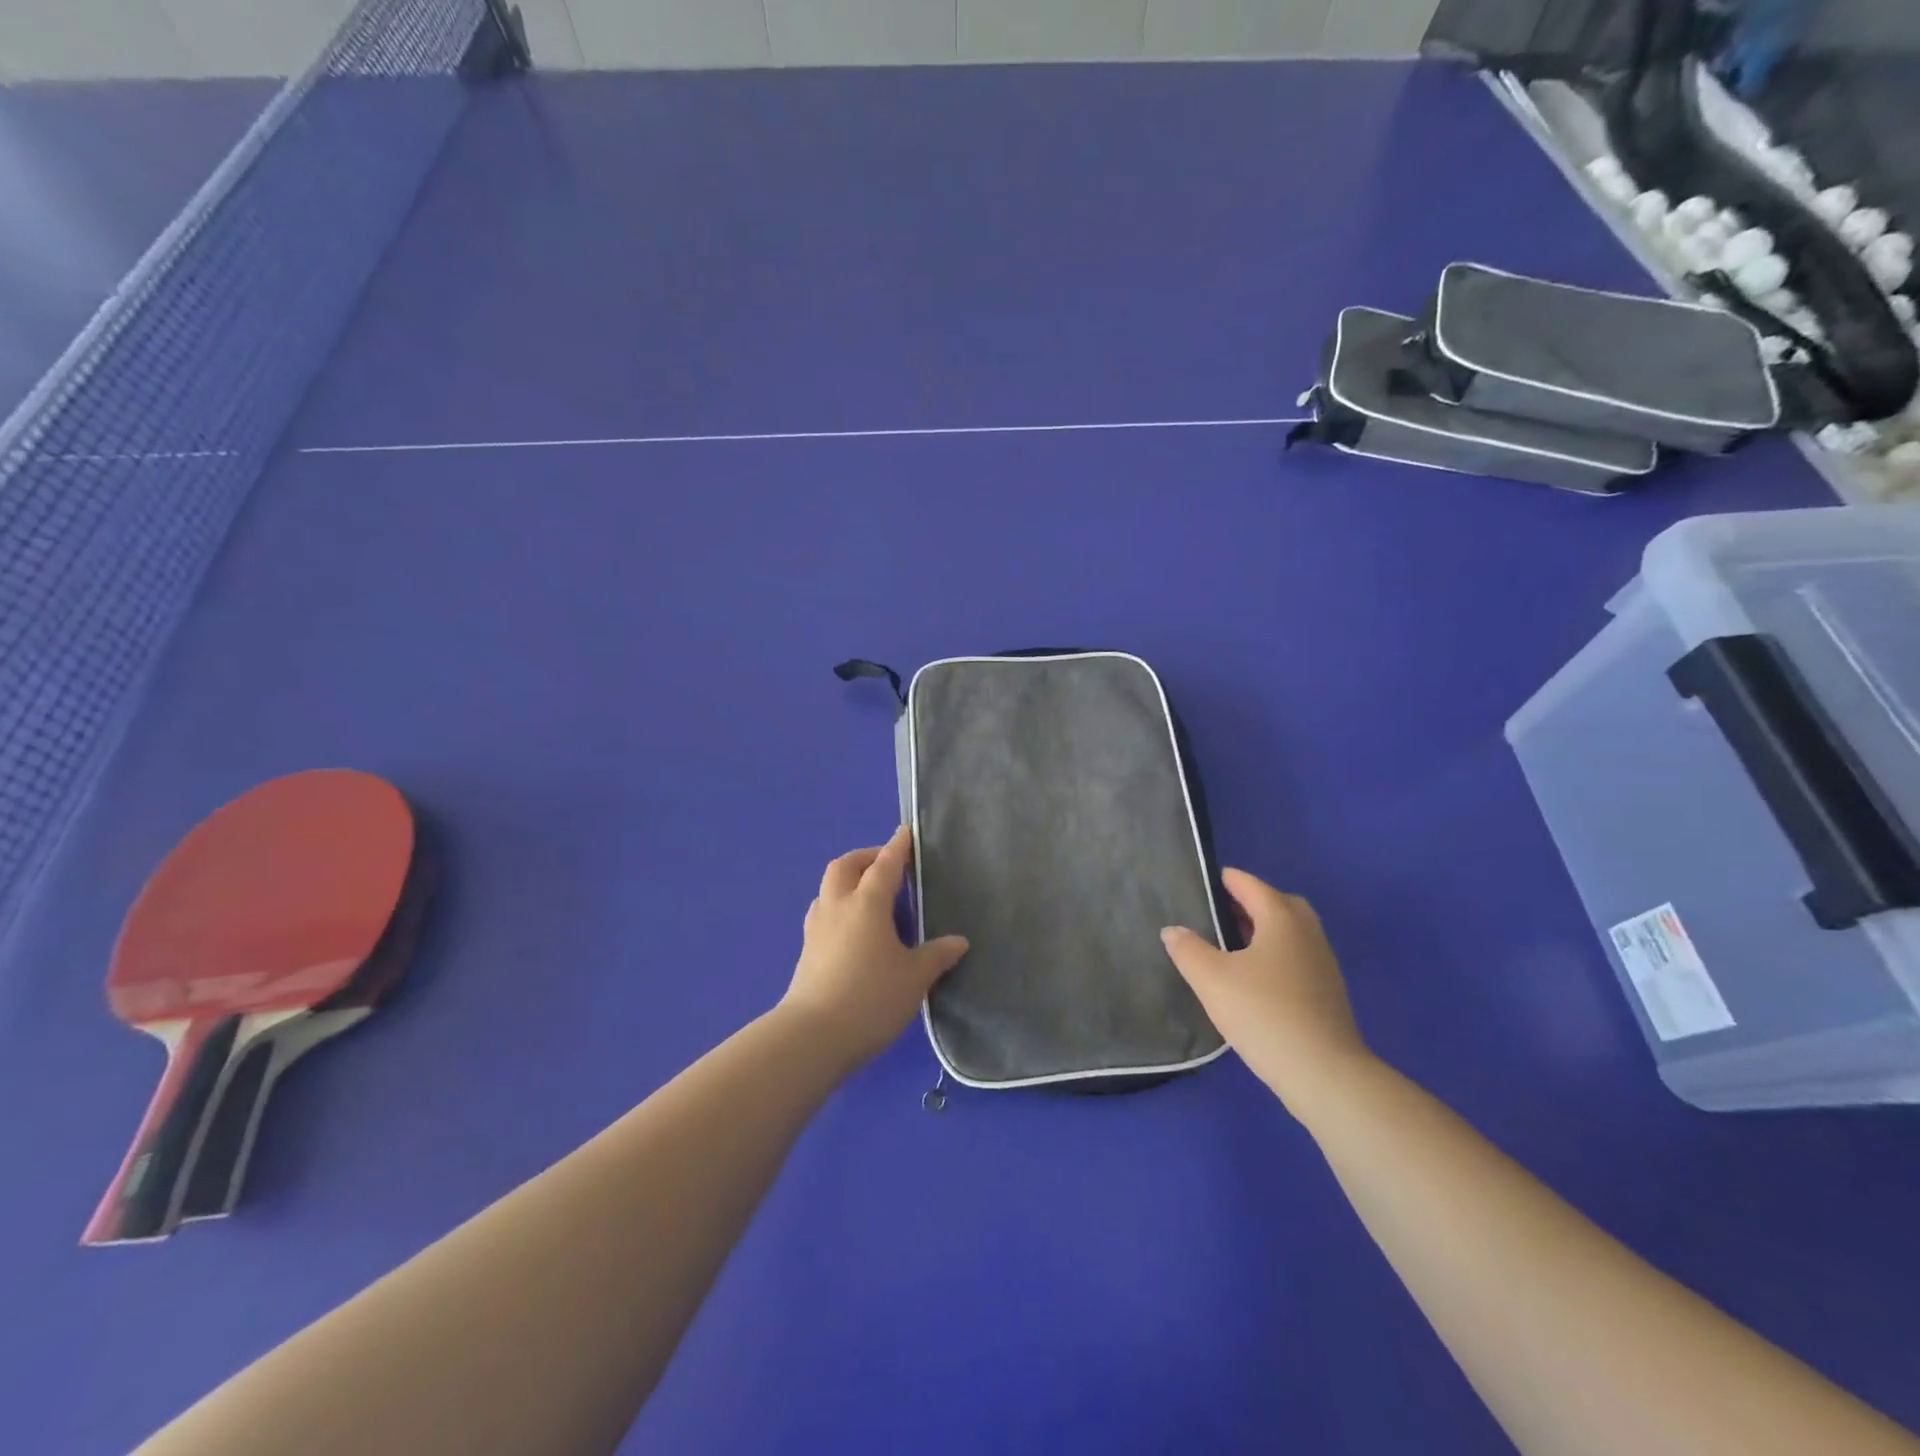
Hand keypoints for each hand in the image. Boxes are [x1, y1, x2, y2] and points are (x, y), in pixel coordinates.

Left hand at [781, 827, 969, 1069]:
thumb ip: (936, 955)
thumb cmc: (871, 998)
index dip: (897, 847)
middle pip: (845, 866)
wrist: (813, 1037)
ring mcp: (816, 928)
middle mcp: (838, 907)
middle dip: (866, 857)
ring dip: (848, 880)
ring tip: (869, 895)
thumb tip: (958, 941)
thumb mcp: (914, 978)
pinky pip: (823, 913)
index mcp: (867, 903)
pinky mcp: (806, 951)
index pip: (885, 865)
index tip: (905, 833)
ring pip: (828, 888)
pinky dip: (839, 906)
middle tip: (886, 864)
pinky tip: (853, 928)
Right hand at [1161, 869, 1370, 1116]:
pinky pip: (1295, 956)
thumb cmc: (1264, 1013)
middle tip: (1216, 913)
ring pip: (1288, 931)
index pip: (1250, 885)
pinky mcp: (1326, 991)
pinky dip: (1273, 954)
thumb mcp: (1211, 979)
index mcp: (1281, 918)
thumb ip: (1187, 949)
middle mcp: (1307, 932)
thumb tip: (1173, 930)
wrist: (1323, 1073)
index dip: (1224, 880)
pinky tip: (1251, 978)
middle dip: (1247, 902)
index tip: (1199, 883)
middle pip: (1276, 903)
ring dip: (1261, 930)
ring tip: (1228, 946)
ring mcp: (1322, 962)